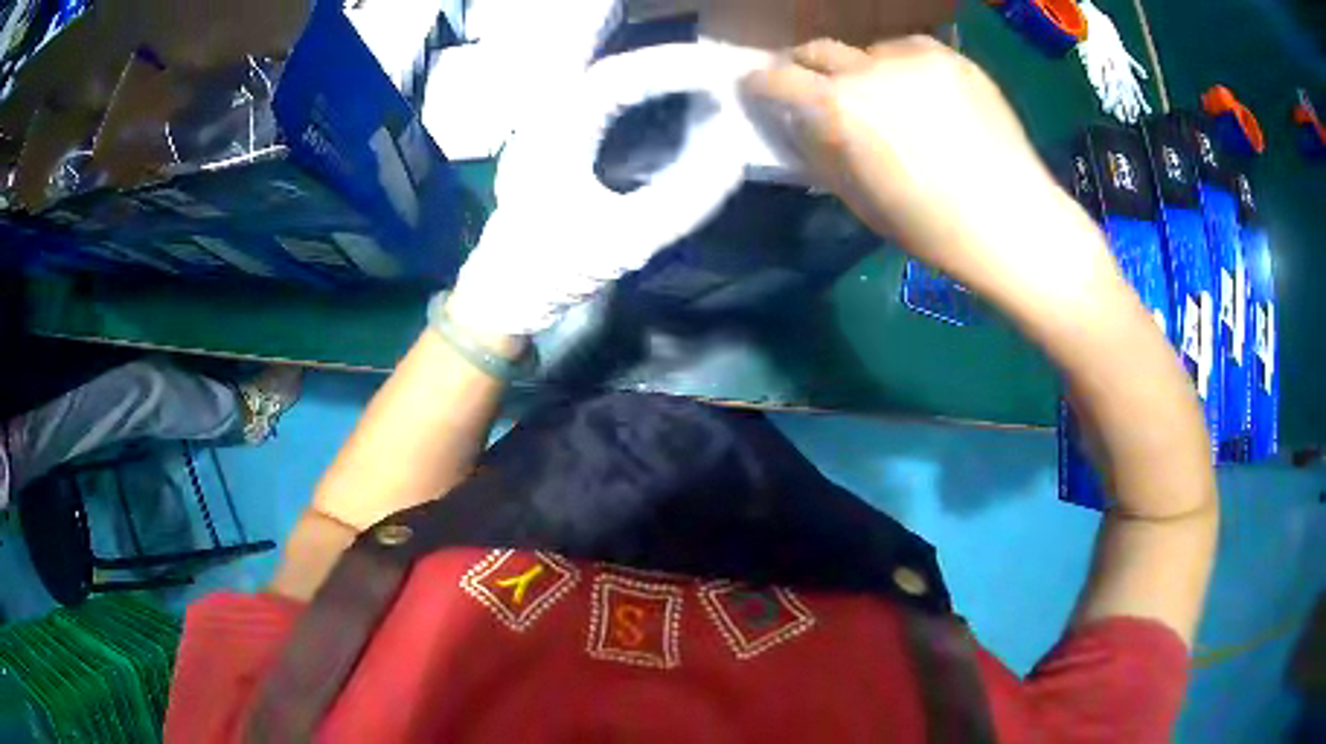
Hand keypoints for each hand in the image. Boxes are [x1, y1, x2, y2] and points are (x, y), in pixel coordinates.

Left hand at [447, 45, 747, 338]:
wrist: (506, 294)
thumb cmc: (556, 267)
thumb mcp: (625, 238)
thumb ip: (684, 197)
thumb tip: (735, 155)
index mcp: (554, 132)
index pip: (618, 77)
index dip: (674, 65)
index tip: (724, 68)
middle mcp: (544, 116)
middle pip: (604, 66)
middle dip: (660, 60)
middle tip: (712, 61)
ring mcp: (543, 126)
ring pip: (596, 79)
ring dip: (644, 71)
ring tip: (695, 74)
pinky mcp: (551, 142)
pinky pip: (595, 101)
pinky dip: (632, 94)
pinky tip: (659, 100)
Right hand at [743, 37, 1113, 305]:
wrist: (1013, 221)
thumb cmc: (932, 228)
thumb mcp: (858, 198)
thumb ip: (819, 151)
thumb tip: (799, 124)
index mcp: (840, 107)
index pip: (777, 78)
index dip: (760, 84)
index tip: (759, 91)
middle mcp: (871, 68)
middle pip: (818, 49)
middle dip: (804, 67)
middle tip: (811, 88)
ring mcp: (916, 56)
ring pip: (867, 51)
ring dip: (860, 71)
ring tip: (883, 101)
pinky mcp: (952, 57)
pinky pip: (909, 52)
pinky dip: (902, 69)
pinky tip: (920, 98)